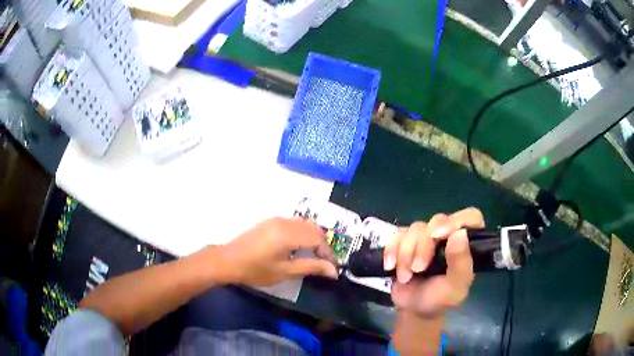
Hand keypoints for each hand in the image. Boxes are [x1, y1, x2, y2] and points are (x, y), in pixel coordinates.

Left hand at [217, 218, 338, 286]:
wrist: (228, 260)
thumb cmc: (255, 270)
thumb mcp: (284, 271)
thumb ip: (311, 267)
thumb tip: (334, 270)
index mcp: (288, 234)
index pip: (318, 239)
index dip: (328, 253)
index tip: (333, 267)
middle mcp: (285, 222)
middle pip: (314, 229)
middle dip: (323, 245)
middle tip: (325, 263)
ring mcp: (276, 220)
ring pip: (304, 224)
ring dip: (313, 238)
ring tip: (313, 256)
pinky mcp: (270, 221)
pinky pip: (294, 223)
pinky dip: (302, 233)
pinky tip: (298, 247)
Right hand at [384, 208, 483, 317]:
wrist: (412, 309)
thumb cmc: (439, 299)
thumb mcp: (454, 288)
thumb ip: (461, 263)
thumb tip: (460, 233)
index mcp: (467, 243)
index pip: (470, 217)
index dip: (457, 221)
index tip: (440, 236)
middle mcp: (448, 235)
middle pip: (437, 221)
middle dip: (424, 246)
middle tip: (418, 269)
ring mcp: (426, 237)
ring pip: (415, 228)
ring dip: (406, 254)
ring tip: (405, 276)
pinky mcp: (406, 240)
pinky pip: (397, 234)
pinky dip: (391, 250)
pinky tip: (391, 266)